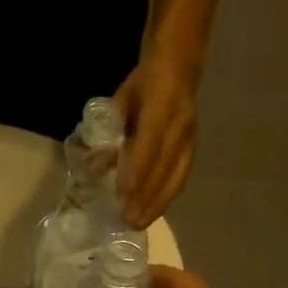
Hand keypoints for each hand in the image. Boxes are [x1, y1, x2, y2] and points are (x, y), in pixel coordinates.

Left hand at [115, 56, 197, 229]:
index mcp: (160, 106)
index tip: (122, 195)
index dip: (136, 171)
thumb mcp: (121, 101)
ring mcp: (190, 137)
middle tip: (129, 221)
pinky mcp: (194, 146)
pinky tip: (156, 210)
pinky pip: (182, 176)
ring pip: (176, 176)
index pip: (148, 145)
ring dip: (159, 203)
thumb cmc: (144, 82)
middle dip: (146, 197)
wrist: (180, 64)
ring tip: (141, 223)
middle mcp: (180, 124)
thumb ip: (109, 133)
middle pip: (164, 167)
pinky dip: (168, 195)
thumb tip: (93, 166)